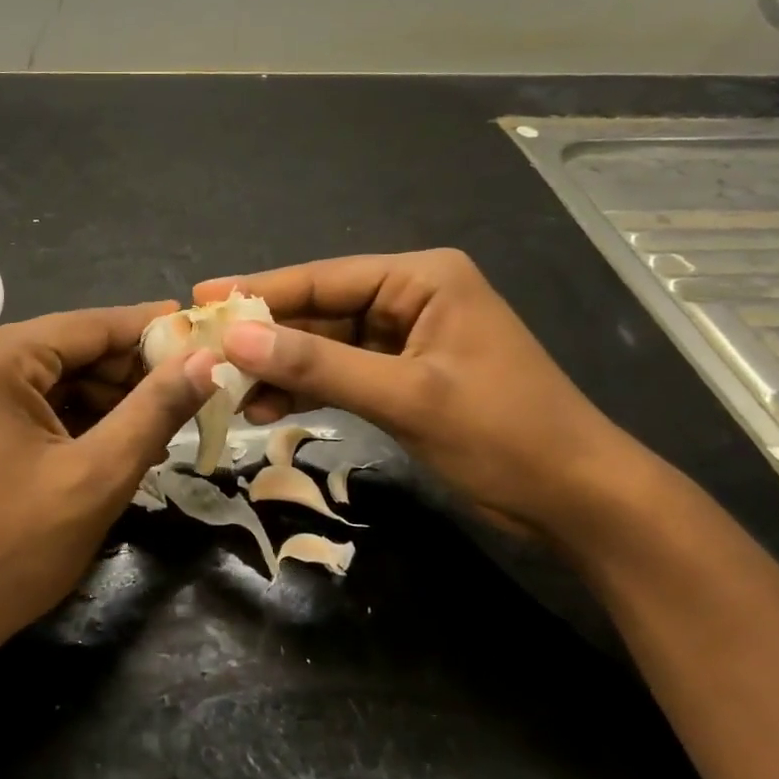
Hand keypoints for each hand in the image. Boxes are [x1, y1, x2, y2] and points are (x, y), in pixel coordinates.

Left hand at [0, 304, 214, 657]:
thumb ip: (155, 410)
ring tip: (163, 430)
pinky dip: (76, 421)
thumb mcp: (96, 476)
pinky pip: (34, 406)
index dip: (154, 331)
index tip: (208, 336)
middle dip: (132, 375)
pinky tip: (117, 445)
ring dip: (109, 402)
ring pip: (57, 380)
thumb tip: (206, 359)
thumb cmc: (9, 548)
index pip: (93, 325)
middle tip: (194, 397)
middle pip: (73, 350)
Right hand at [195, 252, 649, 536]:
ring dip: (281, 369)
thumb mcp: (405, 396)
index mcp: (421, 278)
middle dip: (265, 338)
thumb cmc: (503, 434)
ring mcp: (406, 338)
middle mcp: (410, 296)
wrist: (578, 500)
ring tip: (229, 393)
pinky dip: (308, 389)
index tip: (200, 299)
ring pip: (325, 345)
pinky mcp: (404, 375)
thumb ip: (318, 364)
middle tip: (204, 354)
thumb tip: (235, 340)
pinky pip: (342, 372)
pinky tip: (268, 409)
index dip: (259, 291)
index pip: (323, 279)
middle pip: (319, 311)